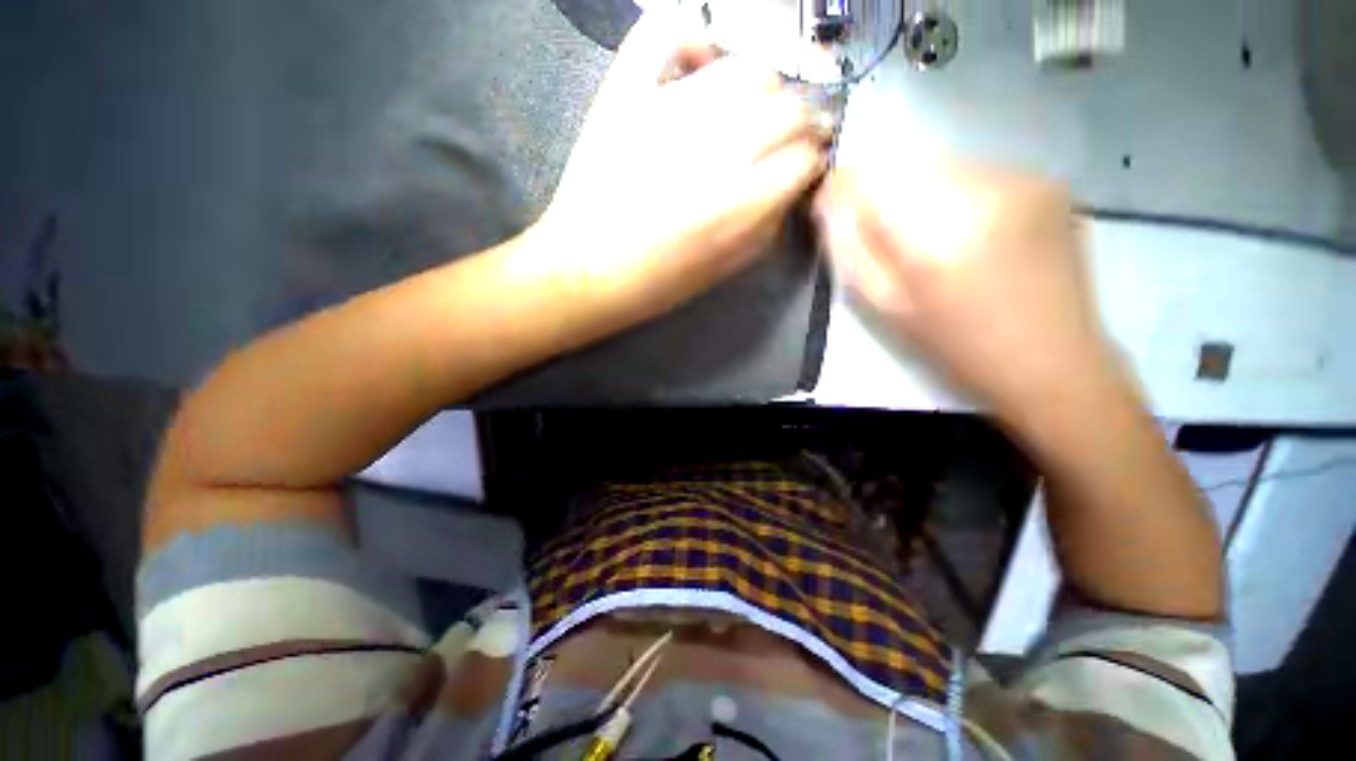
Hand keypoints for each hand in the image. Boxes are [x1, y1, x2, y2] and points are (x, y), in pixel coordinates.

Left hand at [529, 8, 830, 341]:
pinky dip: (692, 39)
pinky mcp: (629, 93)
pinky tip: (700, 65)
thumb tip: (791, 188)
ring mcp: (672, 110)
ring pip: (749, 69)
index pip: (806, 157)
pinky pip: (669, 32)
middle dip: (798, 125)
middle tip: (780, 142)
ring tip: (746, 112)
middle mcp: (718, 147)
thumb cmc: (657, 281)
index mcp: (742, 203)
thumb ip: (768, 226)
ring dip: (761, 89)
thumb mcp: (725, 268)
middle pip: (790, 106)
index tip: (802, 168)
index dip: (811, 162)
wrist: (587, 270)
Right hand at [814, 160, 1117, 416]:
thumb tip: (829, 200)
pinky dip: (959, 192)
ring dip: (922, 191)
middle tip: (890, 236)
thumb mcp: (885, 306)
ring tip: (935, 238)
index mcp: (935, 234)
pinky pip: (979, 172)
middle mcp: (983, 189)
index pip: (870, 178)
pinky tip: (973, 232)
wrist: (1051, 357)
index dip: (846, 188)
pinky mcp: (1048, 180)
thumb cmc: (955, 343)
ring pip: (943, 163)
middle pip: (907, 163)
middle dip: (884, 192)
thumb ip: (851, 249)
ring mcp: (1024, 178)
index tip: (835, 206)